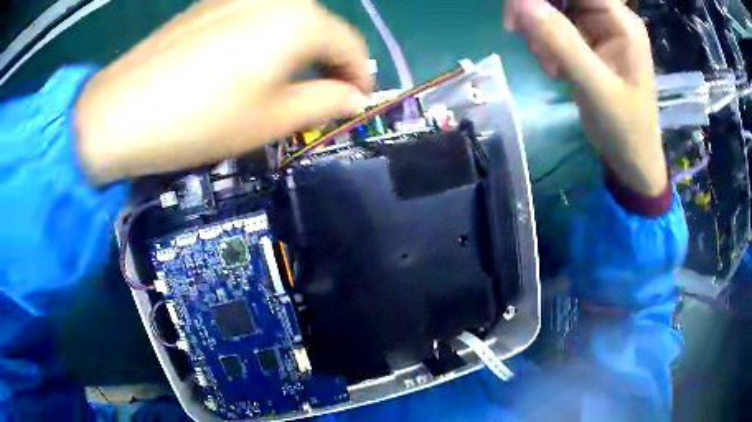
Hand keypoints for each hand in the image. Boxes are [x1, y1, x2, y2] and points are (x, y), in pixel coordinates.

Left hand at [76, 0, 371, 184]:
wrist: (120, 112)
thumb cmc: (200, 120)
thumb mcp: (271, 120)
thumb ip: (324, 102)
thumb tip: (354, 99)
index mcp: (300, 21)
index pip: (351, 46)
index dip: (360, 77)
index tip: (357, 102)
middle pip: (321, 28)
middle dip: (329, 62)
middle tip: (322, 94)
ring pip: (288, 20)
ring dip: (298, 49)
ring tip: (285, 80)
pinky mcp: (211, 3)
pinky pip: (256, 16)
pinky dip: (267, 38)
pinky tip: (248, 62)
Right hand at [504, 0, 666, 195]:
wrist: (631, 157)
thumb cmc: (624, 127)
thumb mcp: (594, 86)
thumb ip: (561, 41)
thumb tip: (519, 1)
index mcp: (619, 20)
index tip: (519, 10)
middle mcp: (608, 16)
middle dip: (537, 10)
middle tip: (524, 37)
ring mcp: (597, 28)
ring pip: (553, 7)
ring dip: (539, 30)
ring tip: (549, 64)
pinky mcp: (587, 41)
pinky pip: (554, 26)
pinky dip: (545, 42)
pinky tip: (553, 67)